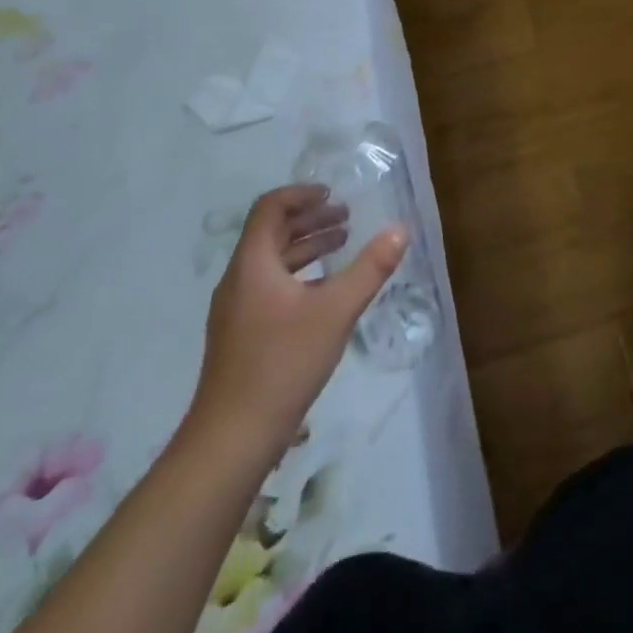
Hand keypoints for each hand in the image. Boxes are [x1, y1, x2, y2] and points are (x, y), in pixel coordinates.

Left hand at [187, 184, 407, 467]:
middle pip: (271, 233)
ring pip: (271, 262)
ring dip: (306, 246)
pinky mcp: (240, 335)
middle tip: (346, 216)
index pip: (270, 209)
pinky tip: (324, 291)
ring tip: (342, 244)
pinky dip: (298, 274)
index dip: (300, 194)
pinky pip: (269, 286)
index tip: (332, 192)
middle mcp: (238, 280)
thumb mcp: (336, 311)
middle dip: (309, 219)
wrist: (231, 440)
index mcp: (253, 265)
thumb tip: (401, 229)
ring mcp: (236, 310)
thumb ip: (371, 267)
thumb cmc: (283, 364)